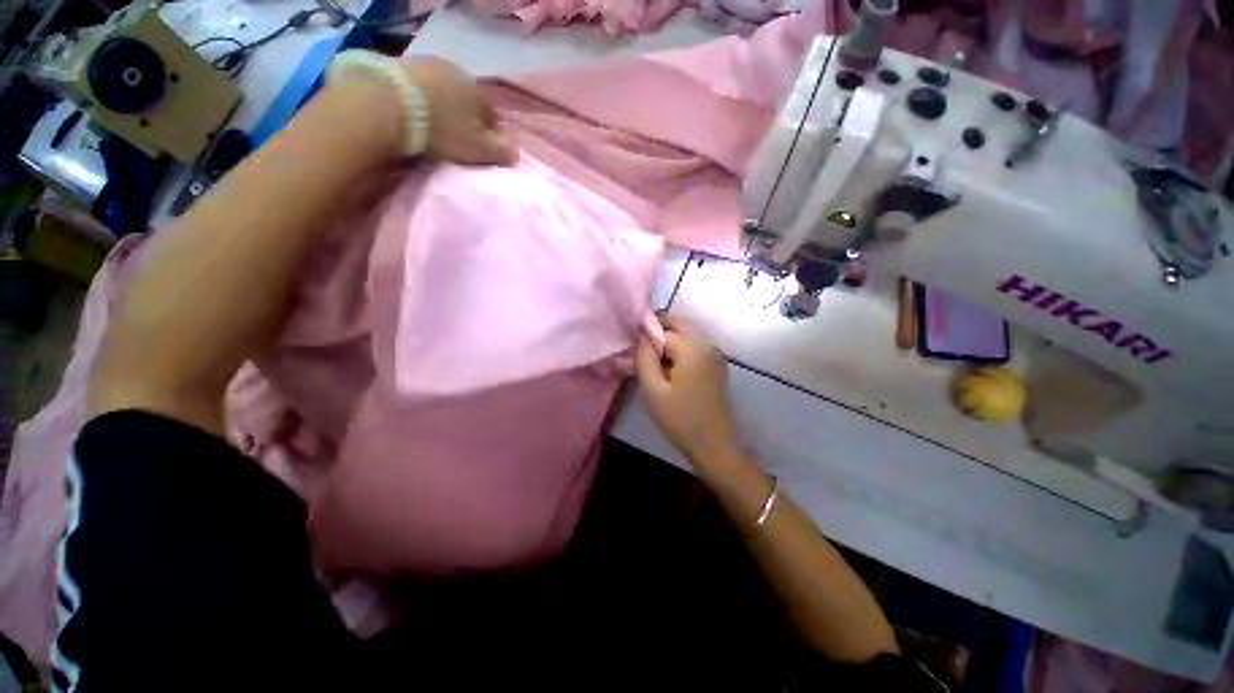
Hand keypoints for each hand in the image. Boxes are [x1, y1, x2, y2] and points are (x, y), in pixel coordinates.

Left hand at [401, 58, 516, 165]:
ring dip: (444, 107)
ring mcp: (428, 64)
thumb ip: (500, 152)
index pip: (493, 118)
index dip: (492, 137)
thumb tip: (516, 154)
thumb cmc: (442, 131)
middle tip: (459, 141)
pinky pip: (421, 87)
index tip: (484, 152)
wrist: (388, 105)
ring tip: (435, 127)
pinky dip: (423, 100)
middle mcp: (458, 73)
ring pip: (445, 92)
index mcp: (480, 93)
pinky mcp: (402, 64)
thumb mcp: (478, 149)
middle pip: (468, 102)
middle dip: (467, 119)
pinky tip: (416, 114)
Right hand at [635, 318, 742, 472]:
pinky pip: (695, 346)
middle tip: (642, 355)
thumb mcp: (653, 390)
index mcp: (693, 348)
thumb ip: (644, 357)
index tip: (633, 352)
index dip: (645, 338)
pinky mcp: (717, 365)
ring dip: (669, 342)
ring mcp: (715, 354)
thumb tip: (640, 335)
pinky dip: (680, 350)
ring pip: (687, 334)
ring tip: (653, 365)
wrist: (715, 445)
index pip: (662, 329)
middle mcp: (708, 344)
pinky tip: (670, 371)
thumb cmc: (680, 419)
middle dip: (658, 333)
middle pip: (678, 324)